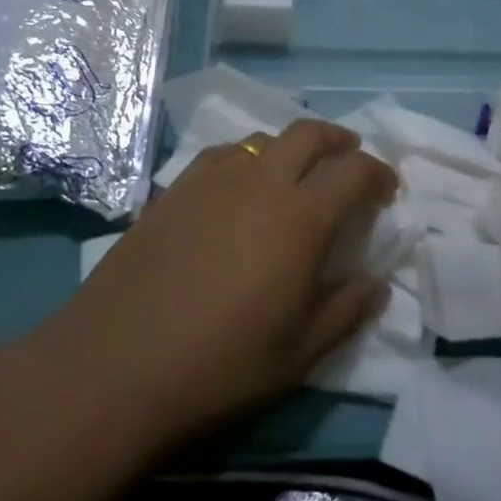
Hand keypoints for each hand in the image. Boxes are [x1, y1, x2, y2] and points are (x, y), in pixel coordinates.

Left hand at [44, 120, 396, 447]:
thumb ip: (346, 311)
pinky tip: (236, 190)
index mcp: (301, 218)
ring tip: (293, 178)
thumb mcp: (299, 355)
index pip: (355, 171)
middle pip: (309, 133)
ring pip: (262, 139)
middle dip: (339, 140)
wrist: (114, 366)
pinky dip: (244, 160)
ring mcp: (211, 180)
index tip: (386, 192)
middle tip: (348, 162)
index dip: (380, 174)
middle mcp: (259, 182)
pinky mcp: (172, 190)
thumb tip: (376, 284)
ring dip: (289, 149)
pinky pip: (220, 156)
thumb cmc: (219, 366)